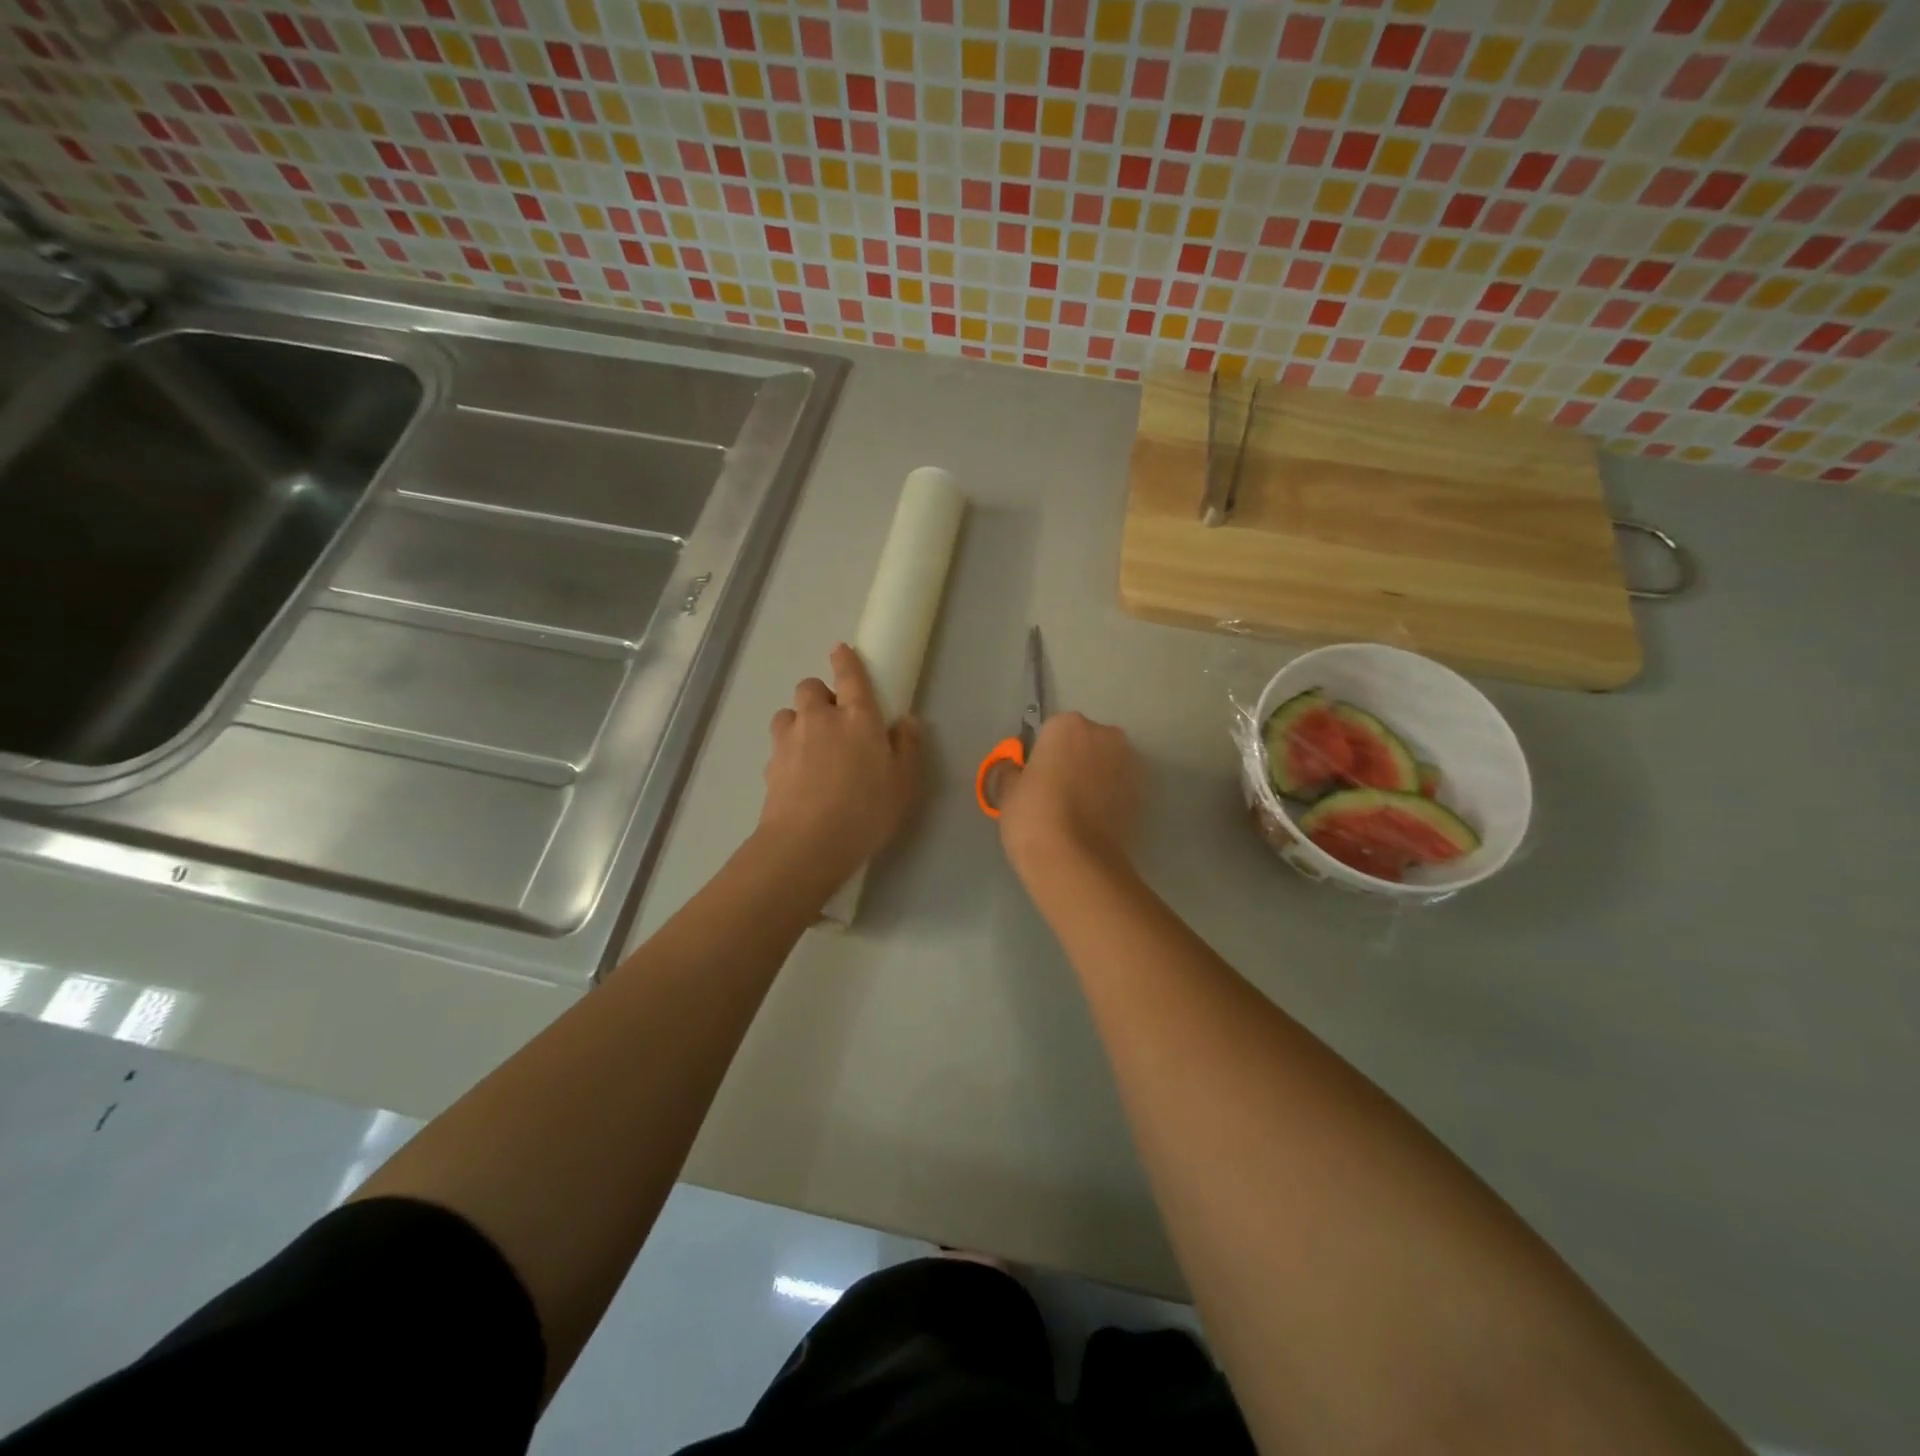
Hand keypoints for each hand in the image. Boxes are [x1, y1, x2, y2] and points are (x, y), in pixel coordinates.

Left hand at [757, 644, 923, 886]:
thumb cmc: (866, 810)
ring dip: (799, 720)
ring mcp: (790, 740)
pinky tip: (799, 776)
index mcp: (858, 717)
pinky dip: (787, 751)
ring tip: (811, 745)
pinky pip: (778, 746)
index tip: (840, 650)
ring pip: (788, 713)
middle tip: (834, 719)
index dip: (845, 659)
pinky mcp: (770, 764)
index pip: (850, 675)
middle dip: (820, 695)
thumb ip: (906, 748)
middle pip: (810, 687)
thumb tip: (906, 721)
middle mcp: (820, 719)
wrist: (808, 843)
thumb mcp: (903, 783)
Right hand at [998, 712, 1141, 880]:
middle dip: (1072, 761)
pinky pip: (1118, 788)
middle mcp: (1104, 735)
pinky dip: (1108, 798)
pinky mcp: (1142, 794)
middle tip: (1054, 793)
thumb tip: (1014, 770)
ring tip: (1075, 811)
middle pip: (1084, 743)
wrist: (1076, 863)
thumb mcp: (1008, 791)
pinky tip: (1092, 822)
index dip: (1042, 755)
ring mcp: (1128, 764)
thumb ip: (1012, 772)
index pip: (1051, 731)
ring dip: (1093, 778)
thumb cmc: (1034, 817)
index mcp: (1068, 725)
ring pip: (1105, 764)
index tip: (1035, 778)